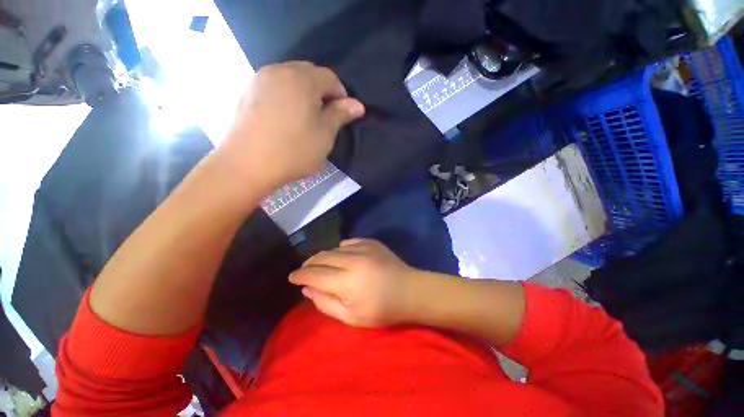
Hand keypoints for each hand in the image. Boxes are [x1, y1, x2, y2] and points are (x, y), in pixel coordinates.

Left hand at [219, 61, 364, 192]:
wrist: (247, 165)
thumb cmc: (294, 150)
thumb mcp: (324, 135)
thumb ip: (340, 114)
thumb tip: (358, 105)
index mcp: (302, 79)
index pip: (330, 77)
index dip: (341, 94)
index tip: (343, 114)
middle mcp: (279, 71)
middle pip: (309, 72)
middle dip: (322, 90)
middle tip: (325, 115)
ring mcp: (260, 80)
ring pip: (290, 77)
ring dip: (303, 92)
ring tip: (306, 116)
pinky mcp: (247, 92)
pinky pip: (274, 86)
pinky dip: (286, 95)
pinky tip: (286, 116)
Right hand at [289, 239, 418, 327]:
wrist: (410, 290)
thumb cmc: (382, 310)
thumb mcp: (351, 318)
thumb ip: (326, 303)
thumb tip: (307, 289)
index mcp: (347, 282)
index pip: (314, 275)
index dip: (300, 276)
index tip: (291, 277)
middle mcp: (353, 260)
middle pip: (321, 257)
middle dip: (308, 264)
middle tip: (304, 271)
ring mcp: (363, 247)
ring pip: (333, 248)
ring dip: (323, 257)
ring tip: (321, 266)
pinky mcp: (370, 242)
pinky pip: (347, 243)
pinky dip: (339, 250)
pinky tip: (341, 258)